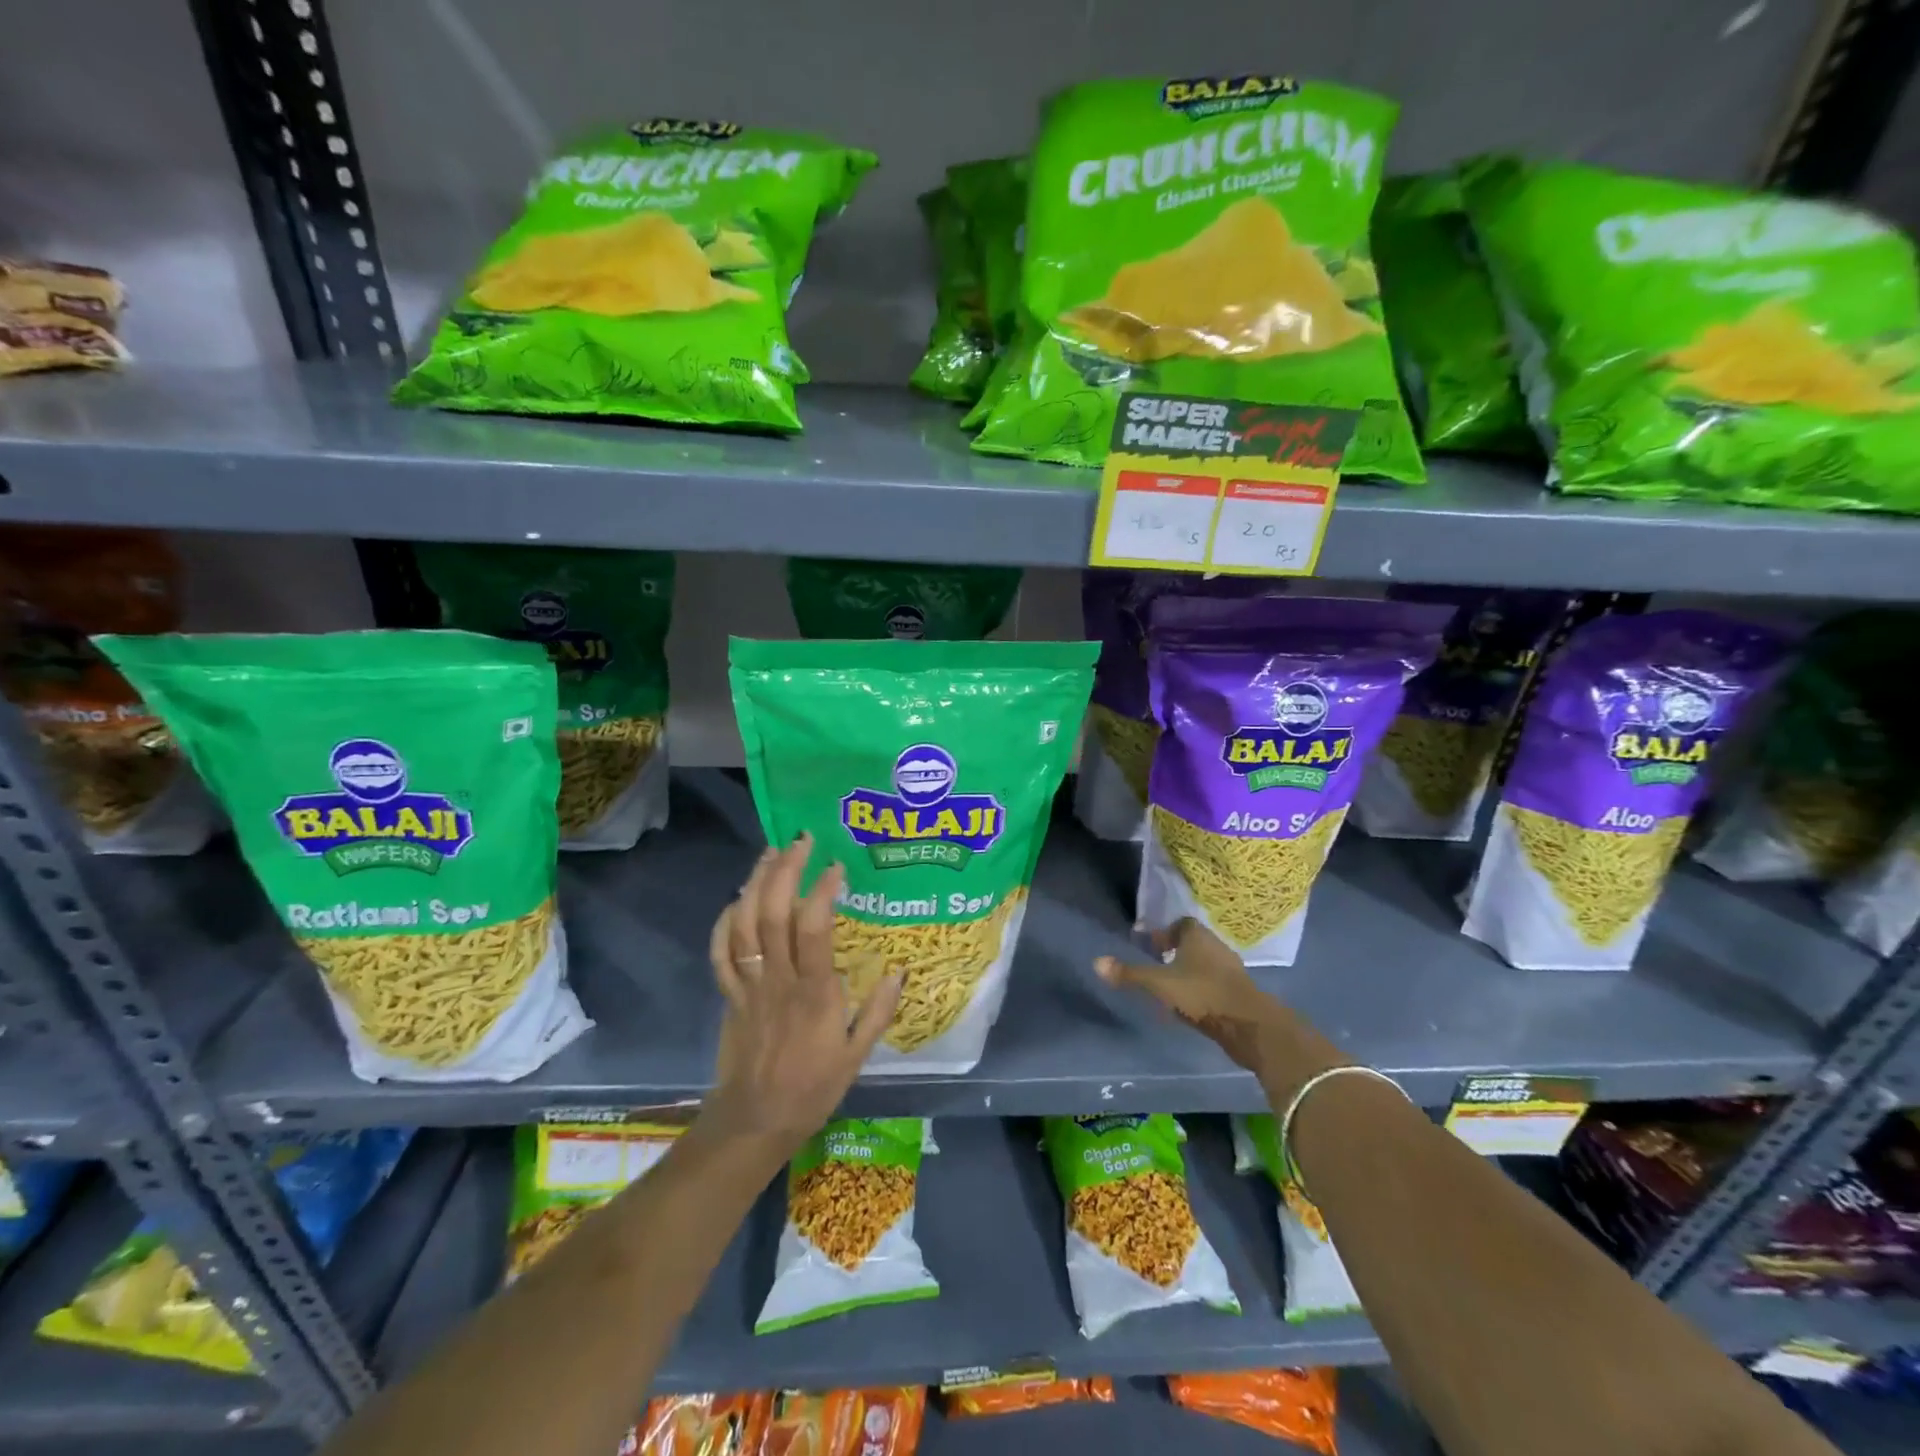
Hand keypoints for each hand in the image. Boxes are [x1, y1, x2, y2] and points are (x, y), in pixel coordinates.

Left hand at [702, 835, 901, 1156]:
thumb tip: (900, 969)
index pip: (814, 930)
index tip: (835, 865)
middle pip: (772, 915)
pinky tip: (736, 900)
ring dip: (754, 884)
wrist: (755, 1121)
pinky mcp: (729, 995)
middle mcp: (778, 981)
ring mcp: (748, 986)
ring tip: (770, 853)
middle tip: (800, 841)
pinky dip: (724, 922)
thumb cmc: (812, 1088)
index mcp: (814, 994)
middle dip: (784, 871)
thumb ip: (879, 1011)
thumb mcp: (858, 1056)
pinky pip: (720, 953)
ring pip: (743, 925)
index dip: (821, 892)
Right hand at [1096, 918, 1346, 1097]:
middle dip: (1176, 952)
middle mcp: (1216, 947)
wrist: (1249, 1026)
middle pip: (1193, 943)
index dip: (1164, 933)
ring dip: (1189, 972)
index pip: (1180, 924)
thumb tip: (1096, 962)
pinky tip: (1190, 1005)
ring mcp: (1231, 970)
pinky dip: (1201, 989)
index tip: (1150, 946)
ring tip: (1170, 988)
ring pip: (1205, 964)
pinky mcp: (1239, 993)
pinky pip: (1214, 983)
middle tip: (1156, 964)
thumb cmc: (1201, 994)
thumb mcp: (1159, 984)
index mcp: (1197, 936)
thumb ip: (1130, 975)